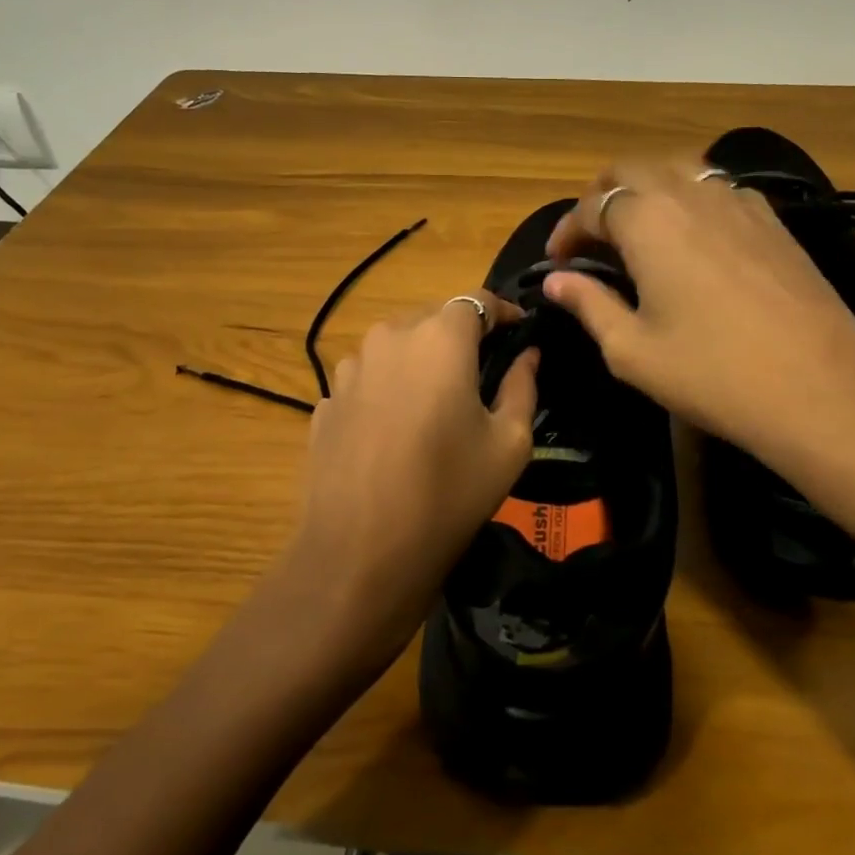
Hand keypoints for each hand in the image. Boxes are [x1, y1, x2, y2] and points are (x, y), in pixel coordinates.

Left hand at [280, 291, 538, 666]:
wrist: (359, 554)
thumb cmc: (449, 493)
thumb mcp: (509, 443)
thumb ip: (523, 385)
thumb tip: (528, 354)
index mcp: (440, 338)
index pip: (477, 300)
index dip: (503, 313)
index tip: (519, 334)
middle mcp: (389, 337)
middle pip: (433, 320)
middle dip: (461, 338)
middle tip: (482, 375)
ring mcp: (349, 368)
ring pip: (396, 348)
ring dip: (420, 363)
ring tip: (435, 406)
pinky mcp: (326, 401)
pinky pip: (368, 380)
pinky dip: (388, 390)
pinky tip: (396, 433)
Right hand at [541, 161, 854, 532]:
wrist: (823, 391)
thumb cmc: (712, 374)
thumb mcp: (631, 350)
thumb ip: (588, 304)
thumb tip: (556, 281)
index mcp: (647, 218)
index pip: (590, 206)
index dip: (566, 231)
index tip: (556, 263)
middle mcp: (690, 192)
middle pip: (632, 170)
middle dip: (601, 197)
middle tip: (591, 240)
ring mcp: (738, 201)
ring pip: (678, 171)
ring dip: (647, 193)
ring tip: (639, 235)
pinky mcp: (773, 219)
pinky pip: (717, 190)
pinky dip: (690, 202)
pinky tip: (695, 241)